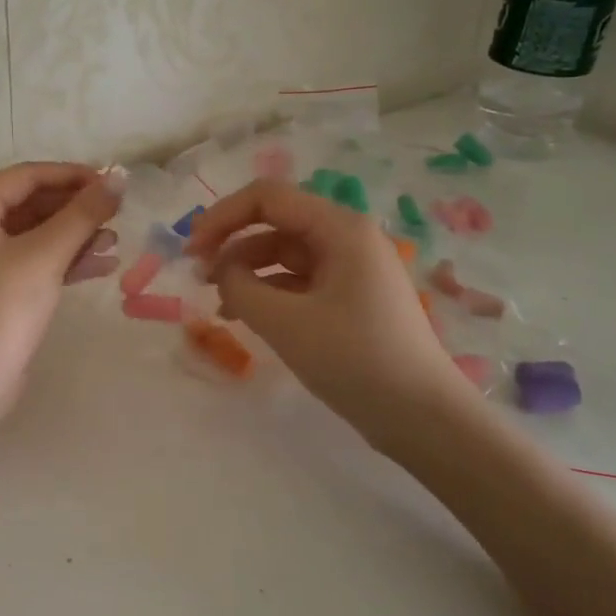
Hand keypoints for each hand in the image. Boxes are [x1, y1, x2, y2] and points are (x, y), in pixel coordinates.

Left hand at [0, 163, 121, 413]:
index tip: (112, 183)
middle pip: (32, 204)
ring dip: (75, 235)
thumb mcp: (46, 254)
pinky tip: (103, 266)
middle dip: (75, 208)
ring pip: (36, 235)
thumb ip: (83, 213)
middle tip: (118, 212)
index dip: (72, 175)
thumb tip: (120, 177)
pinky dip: (65, 261)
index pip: (27, 176)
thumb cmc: (1, 306)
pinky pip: (34, 262)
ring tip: (115, 240)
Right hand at [184, 180, 468, 452]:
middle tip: (198, 277)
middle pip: (275, 223)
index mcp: (340, 228)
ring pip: (284, 254)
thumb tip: (222, 271)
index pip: (267, 197)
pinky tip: (245, 317)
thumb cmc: (355, 359)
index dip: (222, 216)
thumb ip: (239, 286)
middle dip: (232, 245)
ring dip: (246, 271)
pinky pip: (299, 281)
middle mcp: (347, 238)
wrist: (423, 418)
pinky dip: (268, 293)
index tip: (191, 250)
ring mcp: (351, 269)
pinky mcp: (350, 298)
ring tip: (219, 304)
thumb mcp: (285, 322)